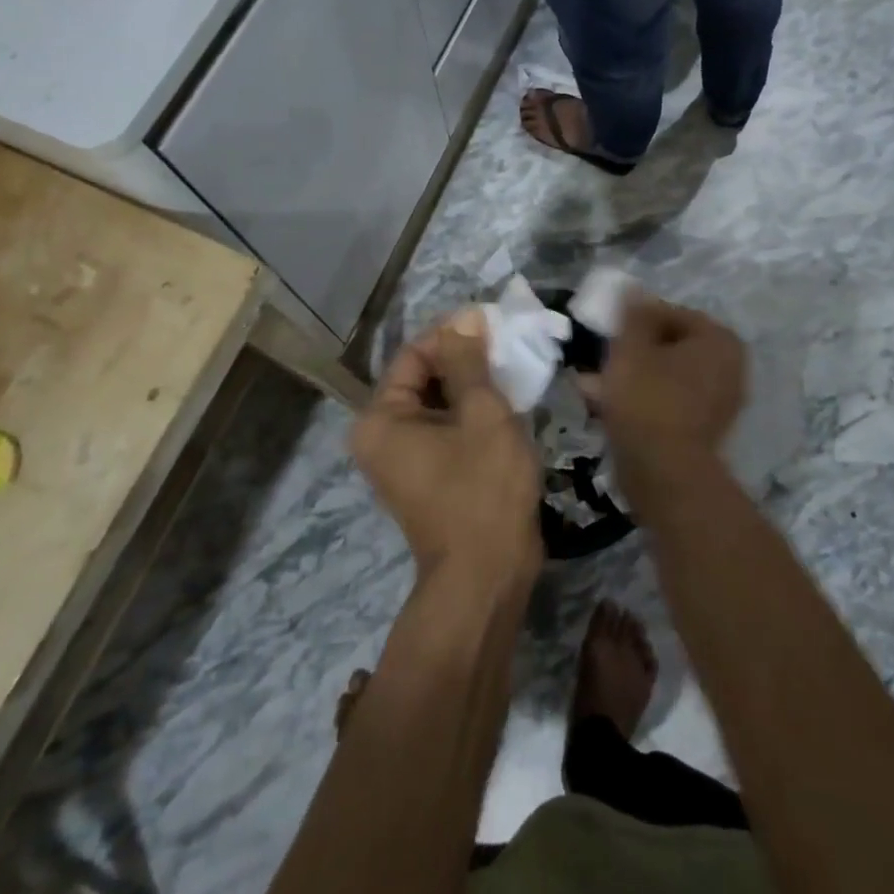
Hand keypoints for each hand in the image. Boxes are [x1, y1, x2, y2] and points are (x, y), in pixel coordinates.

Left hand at [350, 310, 542, 584]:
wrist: (487, 577)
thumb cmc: (482, 489)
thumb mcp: (482, 414)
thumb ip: (469, 361)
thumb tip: (465, 317)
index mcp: (380, 418)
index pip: (414, 354)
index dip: (453, 335)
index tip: (494, 324)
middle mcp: (380, 436)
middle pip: (423, 378)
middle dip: (466, 360)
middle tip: (509, 349)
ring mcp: (402, 460)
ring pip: (438, 403)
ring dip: (473, 387)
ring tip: (513, 373)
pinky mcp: (427, 476)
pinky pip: (445, 429)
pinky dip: (471, 414)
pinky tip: (507, 406)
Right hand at [600, 295, 746, 498]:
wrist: (665, 474)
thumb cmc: (648, 400)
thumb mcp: (631, 348)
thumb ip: (633, 314)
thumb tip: (633, 290)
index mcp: (719, 340)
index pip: (669, 314)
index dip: (634, 320)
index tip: (606, 332)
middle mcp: (729, 366)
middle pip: (668, 346)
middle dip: (632, 351)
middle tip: (600, 358)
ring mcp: (720, 401)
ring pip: (665, 375)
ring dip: (632, 376)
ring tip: (593, 384)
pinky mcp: (704, 429)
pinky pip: (668, 401)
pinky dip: (643, 399)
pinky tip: (608, 406)